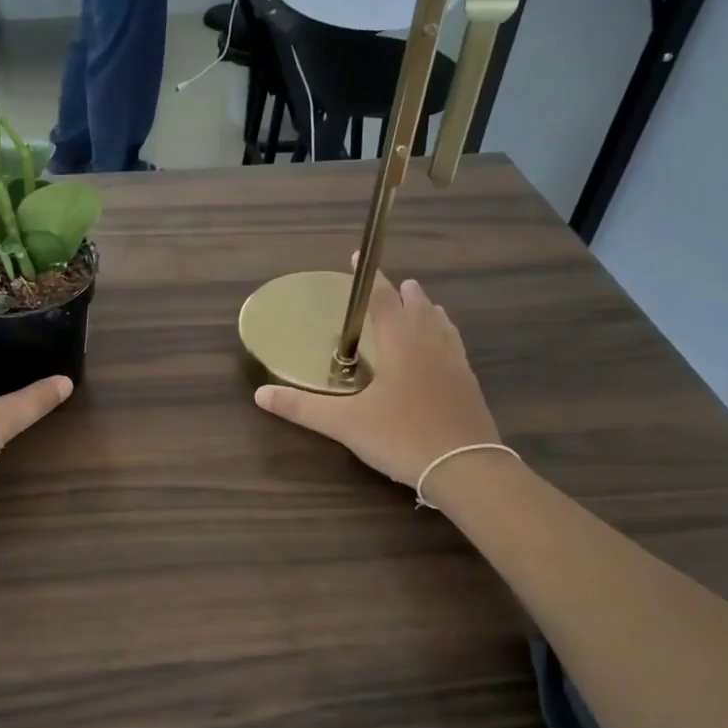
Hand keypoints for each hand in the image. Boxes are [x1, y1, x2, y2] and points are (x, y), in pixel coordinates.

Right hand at [254, 273, 499, 488]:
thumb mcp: (344, 424)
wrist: (466, 469)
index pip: (382, 298)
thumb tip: (259, 394)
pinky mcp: (468, 384)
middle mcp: (430, 344)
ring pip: (441, 324)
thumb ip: (301, 408)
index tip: (357, 258)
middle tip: (389, 286)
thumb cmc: (402, 437)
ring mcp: (454, 363)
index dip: (369, 277)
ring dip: (426, 310)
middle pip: (417, 305)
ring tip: (418, 307)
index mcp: (401, 343)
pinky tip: (440, 351)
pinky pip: (454, 346)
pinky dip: (443, 335)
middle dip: (401, 292)